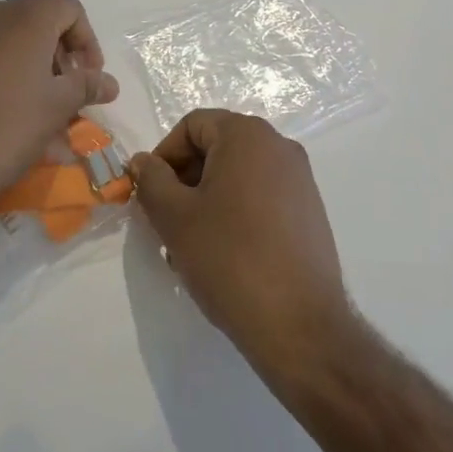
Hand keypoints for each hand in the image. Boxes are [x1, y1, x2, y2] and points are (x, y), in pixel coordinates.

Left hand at [0, 0, 119, 222]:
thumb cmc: (6, 130)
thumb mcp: (57, 109)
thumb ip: (87, 86)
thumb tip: (108, 82)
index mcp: (23, 18)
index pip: (68, 7)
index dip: (87, 39)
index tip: (88, 77)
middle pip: (34, 22)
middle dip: (56, 57)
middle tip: (64, 95)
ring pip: (2, 43)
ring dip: (25, 70)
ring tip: (31, 114)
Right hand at [129, 109, 350, 374]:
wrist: (300, 326)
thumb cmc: (230, 259)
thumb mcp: (174, 217)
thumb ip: (151, 180)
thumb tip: (143, 162)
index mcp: (247, 135)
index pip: (193, 125)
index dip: (164, 155)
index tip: (150, 194)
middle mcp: (279, 146)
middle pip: (217, 147)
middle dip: (185, 180)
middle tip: (166, 222)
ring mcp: (299, 179)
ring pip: (237, 176)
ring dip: (207, 200)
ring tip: (192, 246)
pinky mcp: (309, 212)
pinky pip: (261, 197)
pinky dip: (236, 213)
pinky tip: (224, 256)